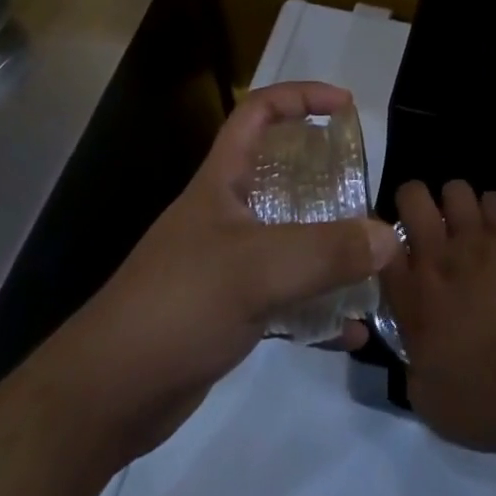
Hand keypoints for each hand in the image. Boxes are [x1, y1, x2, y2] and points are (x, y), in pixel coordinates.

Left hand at [61, 82, 400, 458]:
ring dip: (329, 246)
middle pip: (282, 173)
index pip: (259, 111)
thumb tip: (390, 236)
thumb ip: (326, 251)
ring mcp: (228, 263)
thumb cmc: (178, 306)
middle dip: (326, 175)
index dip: (301, 97)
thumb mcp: (256, 270)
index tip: (345, 106)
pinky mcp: (231, 311)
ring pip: (290, 237)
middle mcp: (227, 213)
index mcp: (223, 181)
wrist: (106, 398)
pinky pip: (287, 296)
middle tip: (365, 188)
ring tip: (371, 258)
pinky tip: (351, 329)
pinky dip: (319, 307)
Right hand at [381, 179, 495, 454]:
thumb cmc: (481, 402)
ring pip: (456, 189)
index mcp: (410, 297)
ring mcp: (476, 241)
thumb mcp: (426, 397)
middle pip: (413, 196)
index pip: (380, 244)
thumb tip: (415, 345)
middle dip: (415, 201)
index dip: (383, 238)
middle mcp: (436, 258)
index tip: (391, 247)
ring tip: (464, 225)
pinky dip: (492, 210)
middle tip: (425, 223)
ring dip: (456, 204)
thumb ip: (412, 360)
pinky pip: (495, 200)